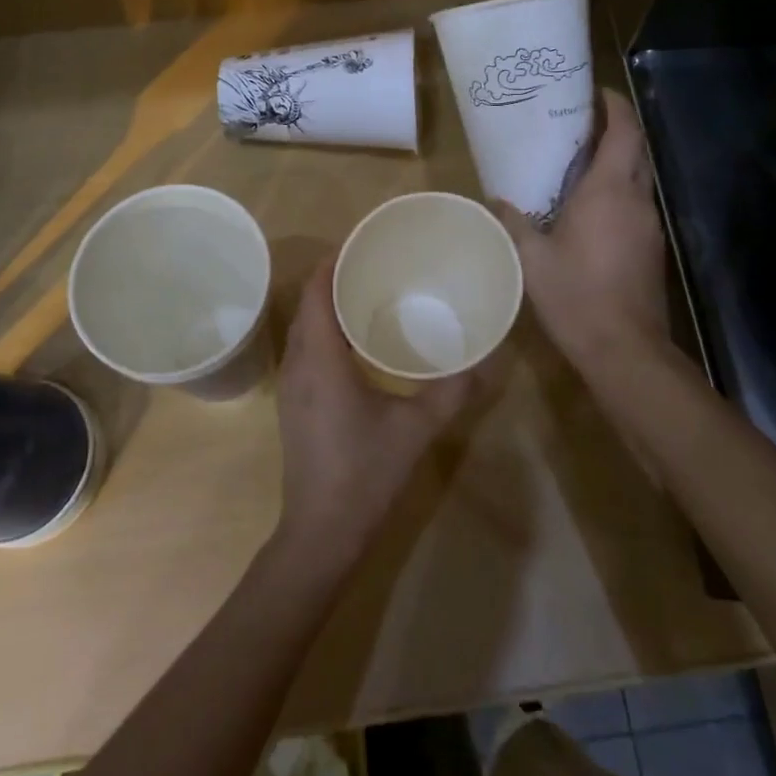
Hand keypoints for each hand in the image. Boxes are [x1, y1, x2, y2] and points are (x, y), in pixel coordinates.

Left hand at [272, 260, 480, 571]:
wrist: (321, 532)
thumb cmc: (366, 474)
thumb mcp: (417, 429)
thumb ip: (452, 391)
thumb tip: (485, 360)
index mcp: (321, 359)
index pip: (317, 291)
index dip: (334, 262)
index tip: (363, 243)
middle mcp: (298, 363)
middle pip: (308, 304)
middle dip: (334, 278)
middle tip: (375, 265)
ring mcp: (290, 385)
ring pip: (303, 327)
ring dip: (327, 305)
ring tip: (368, 294)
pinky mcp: (293, 403)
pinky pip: (304, 348)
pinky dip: (324, 330)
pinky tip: (356, 342)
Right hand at [497, 88, 670, 370]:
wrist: (625, 349)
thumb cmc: (576, 296)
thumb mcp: (531, 259)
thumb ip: (513, 223)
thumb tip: (495, 201)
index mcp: (608, 191)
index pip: (623, 131)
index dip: (613, 105)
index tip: (592, 92)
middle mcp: (636, 199)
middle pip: (635, 149)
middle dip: (614, 128)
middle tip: (578, 122)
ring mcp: (649, 224)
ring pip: (638, 177)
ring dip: (616, 161)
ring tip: (578, 160)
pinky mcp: (651, 247)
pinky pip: (636, 203)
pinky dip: (618, 190)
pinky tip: (589, 207)